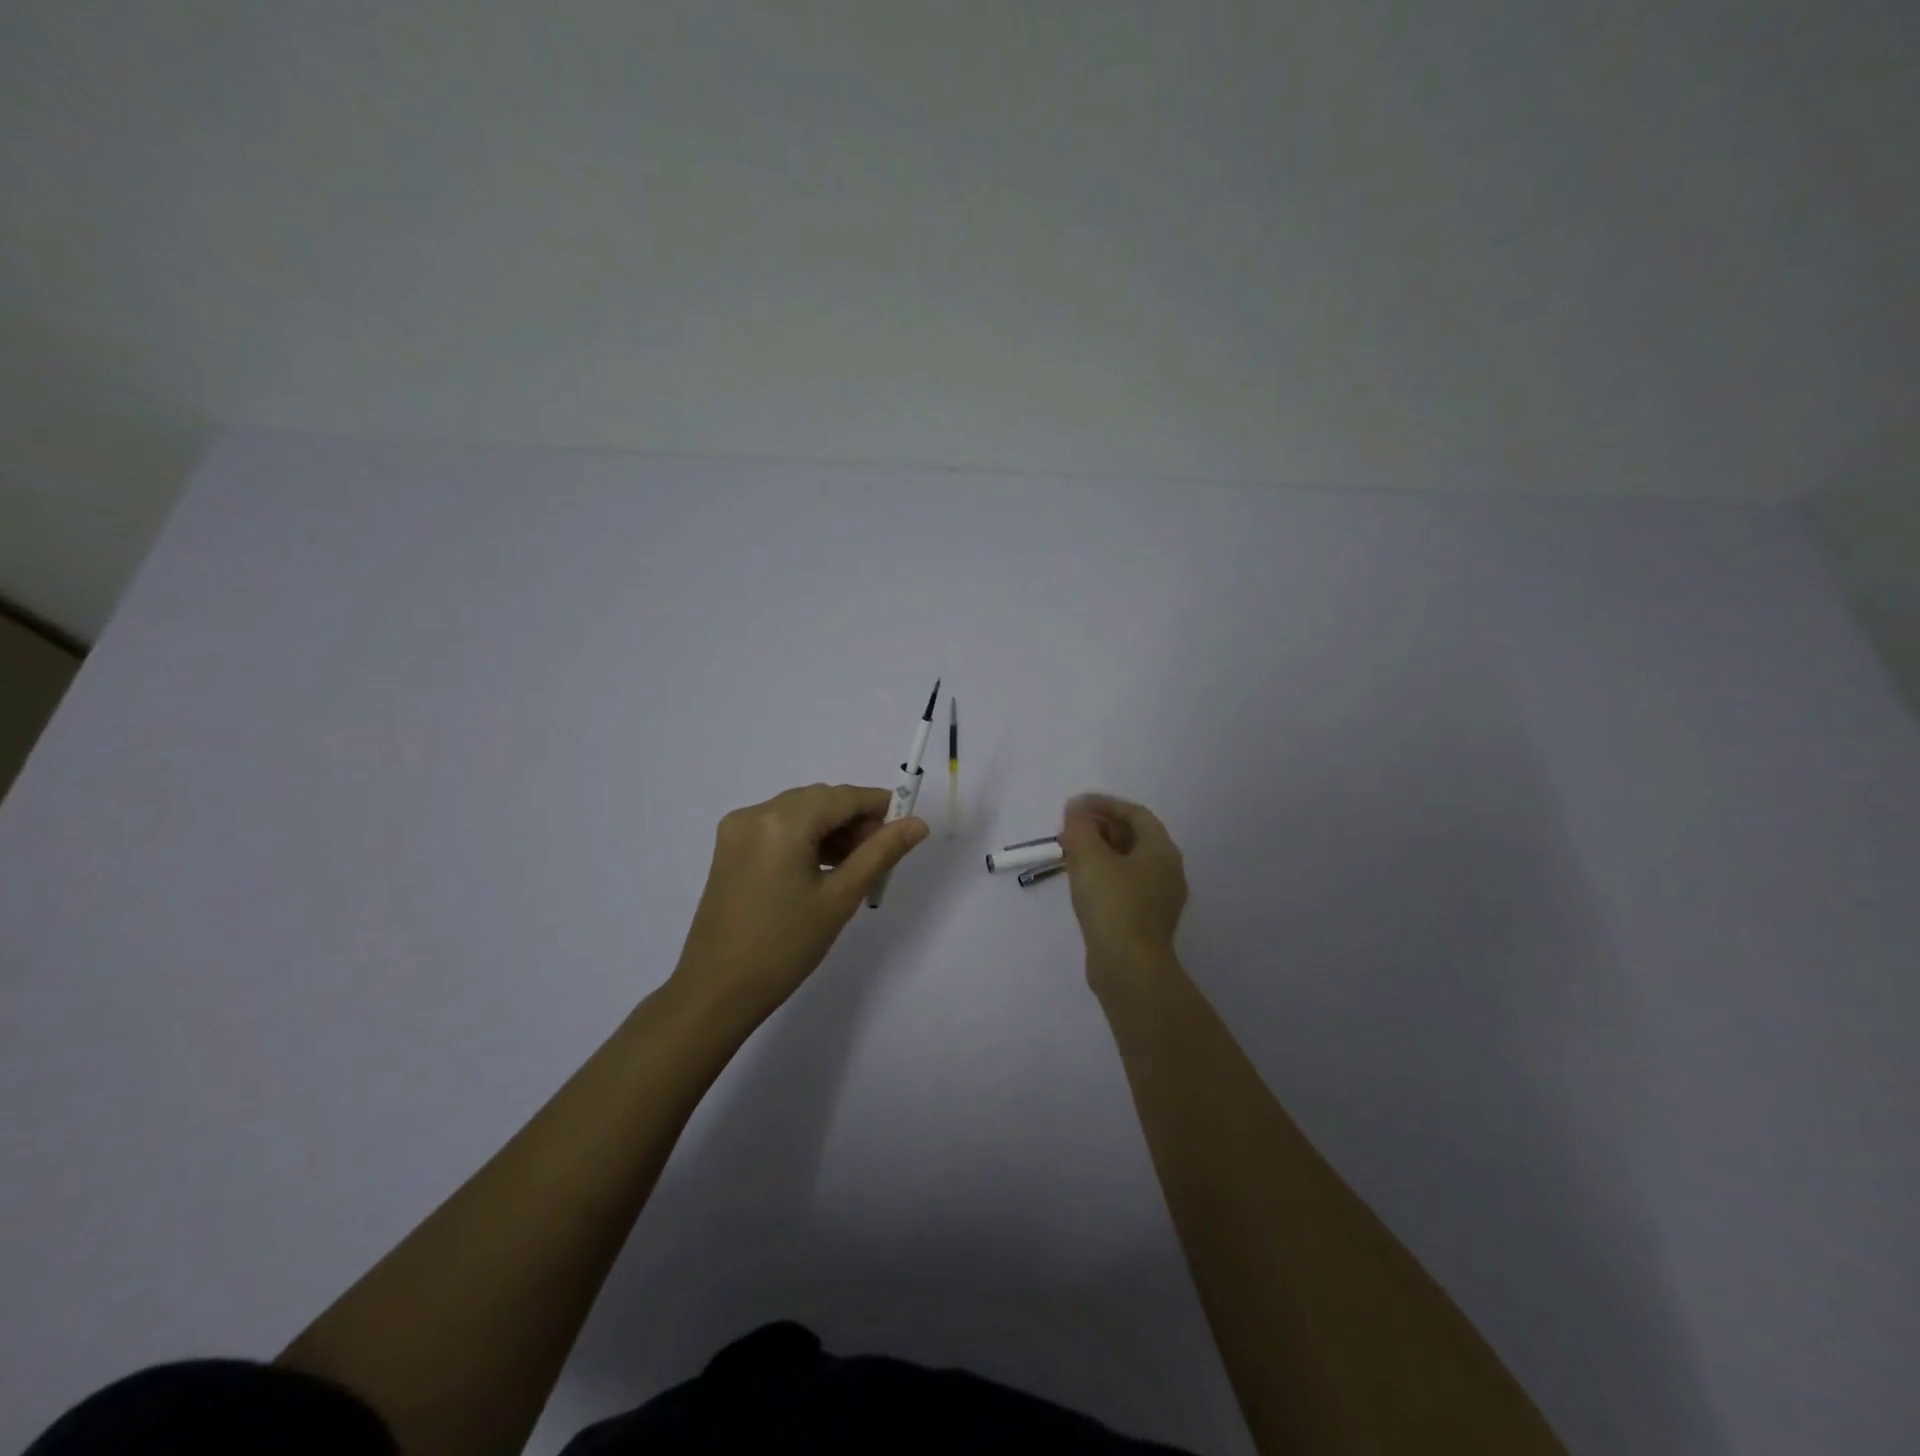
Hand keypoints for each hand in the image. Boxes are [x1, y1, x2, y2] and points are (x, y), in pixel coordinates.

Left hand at [671, 784, 928, 1025]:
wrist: (716, 991)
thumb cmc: (784, 946)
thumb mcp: (840, 898)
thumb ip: (881, 853)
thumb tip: (918, 824)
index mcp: (782, 822)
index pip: (843, 797)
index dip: (880, 806)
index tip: (907, 828)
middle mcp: (756, 813)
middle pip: (820, 800)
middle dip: (855, 820)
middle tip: (881, 857)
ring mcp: (738, 829)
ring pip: (800, 811)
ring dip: (832, 829)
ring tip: (856, 866)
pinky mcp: (730, 847)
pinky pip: (779, 827)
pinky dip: (806, 838)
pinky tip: (824, 868)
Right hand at [1059, 793, 1187, 988]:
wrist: (1128, 967)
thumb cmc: (1113, 904)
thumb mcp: (1090, 857)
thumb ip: (1080, 827)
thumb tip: (1076, 809)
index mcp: (1162, 851)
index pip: (1135, 814)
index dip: (1104, 804)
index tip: (1074, 806)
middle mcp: (1167, 871)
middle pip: (1133, 837)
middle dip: (1099, 828)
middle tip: (1068, 829)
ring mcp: (1158, 899)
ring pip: (1126, 863)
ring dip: (1098, 852)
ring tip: (1068, 852)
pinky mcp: (1144, 921)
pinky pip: (1123, 885)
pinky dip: (1102, 875)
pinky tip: (1079, 881)